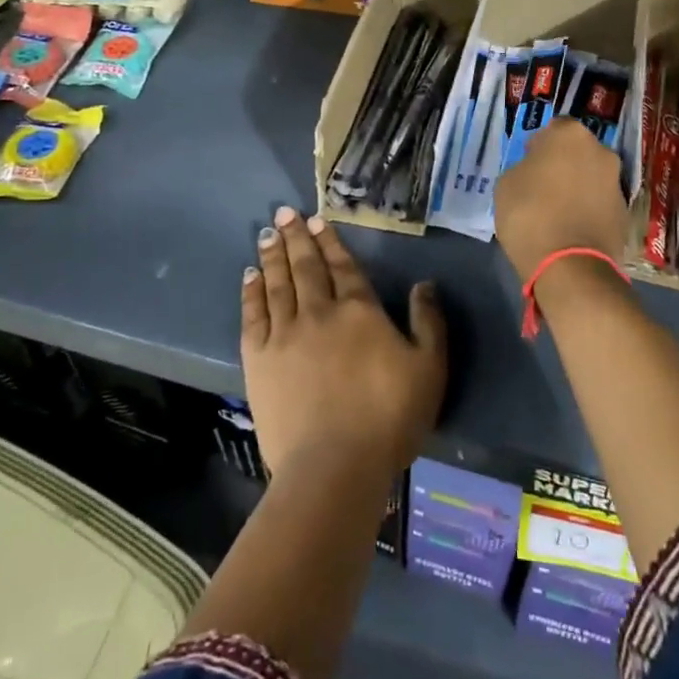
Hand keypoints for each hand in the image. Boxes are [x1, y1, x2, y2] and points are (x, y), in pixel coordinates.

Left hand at [242, 206, 446, 478]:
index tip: (317, 220)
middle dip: (295, 237)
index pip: (342, 267)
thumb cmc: (389, 417)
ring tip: (266, 233)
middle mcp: (319, 311)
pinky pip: (252, 315)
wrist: (334, 465)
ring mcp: (284, 334)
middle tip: (283, 213)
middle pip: (306, 266)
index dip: (330, 242)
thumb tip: (424, 284)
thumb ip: (428, 322)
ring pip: (277, 284)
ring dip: (273, 256)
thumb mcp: (429, 368)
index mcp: (359, 310)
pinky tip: (250, 276)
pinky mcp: (258, 360)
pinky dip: (251, 292)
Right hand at [493, 118, 629, 284]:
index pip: (554, 128)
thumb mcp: (506, 184)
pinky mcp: (625, 213)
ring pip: (591, 177)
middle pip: (577, 152)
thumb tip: (537, 171)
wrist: (570, 266)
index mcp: (570, 135)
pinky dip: (589, 210)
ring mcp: (617, 183)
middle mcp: (601, 151)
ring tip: (557, 211)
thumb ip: (524, 167)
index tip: (528, 163)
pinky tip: (571, 228)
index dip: (540, 145)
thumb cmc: (529, 214)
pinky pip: (600, 203)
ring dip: (578, 187)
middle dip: (563, 164)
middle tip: (542, 185)